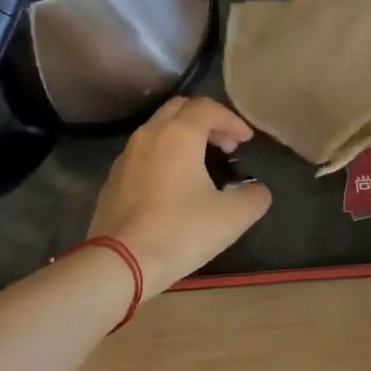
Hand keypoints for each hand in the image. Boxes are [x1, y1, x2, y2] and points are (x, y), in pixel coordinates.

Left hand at [89, 96, 273, 295]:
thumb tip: (257, 190)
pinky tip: (173, 186)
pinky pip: (143, 153)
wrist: (120, 262)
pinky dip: (164, 156)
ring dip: (183, 137)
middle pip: (180, 109)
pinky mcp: (113, 178)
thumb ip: (254, 197)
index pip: (208, 107)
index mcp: (179, 134)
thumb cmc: (180, 231)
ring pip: (158, 129)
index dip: (232, 120)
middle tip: (225, 146)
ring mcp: (126, 155)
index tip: (246, 141)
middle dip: (206, 121)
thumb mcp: (232, 218)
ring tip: (201, 165)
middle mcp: (150, 134)